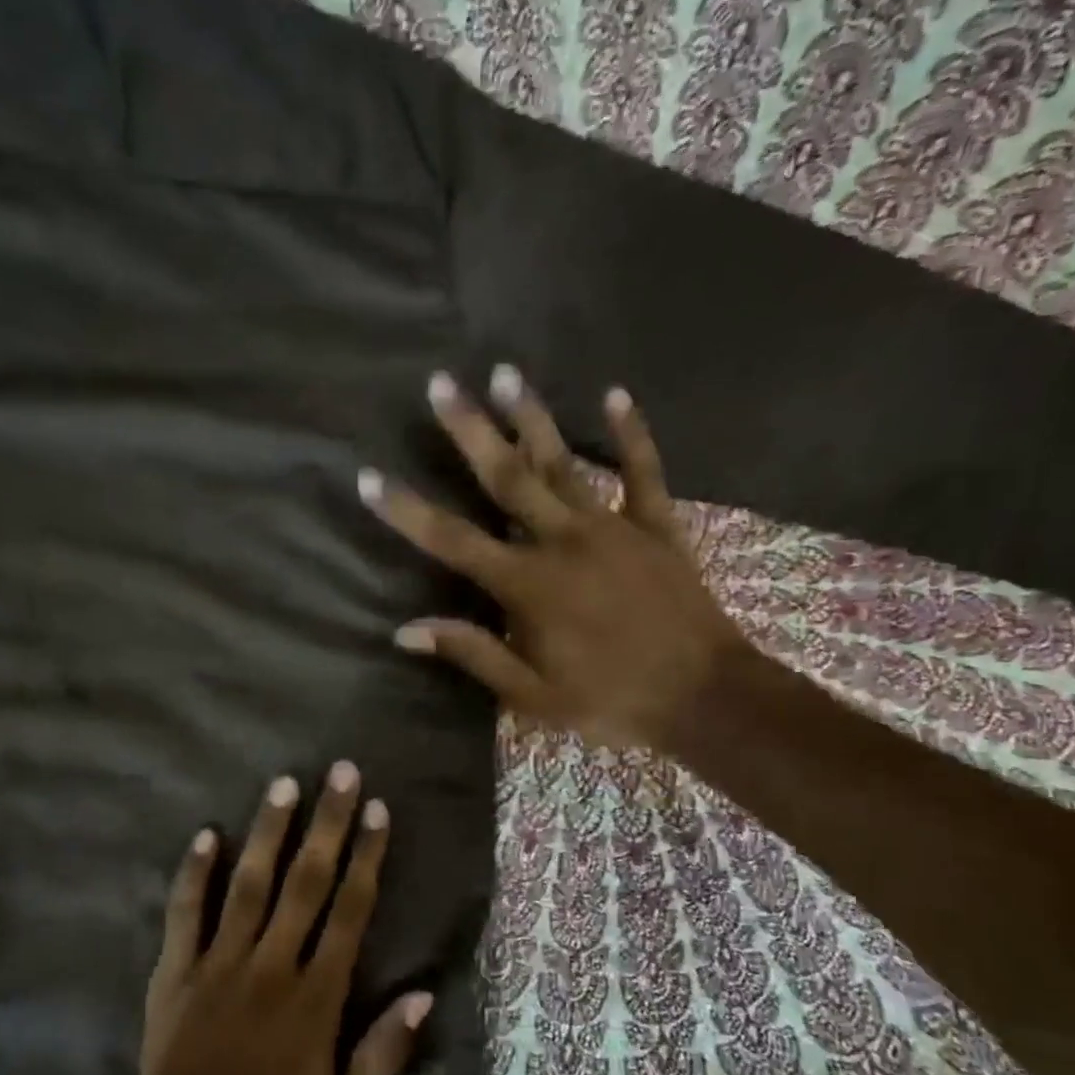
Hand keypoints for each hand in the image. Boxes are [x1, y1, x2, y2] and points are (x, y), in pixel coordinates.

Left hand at [137, 763, 433, 1074]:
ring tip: (284, 784)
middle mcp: (272, 966)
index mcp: (316, 996)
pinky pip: (184, 914)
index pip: (349, 910)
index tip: (376, 810)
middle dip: (327, 823)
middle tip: (340, 771)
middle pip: (306, 881)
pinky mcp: (175, 973)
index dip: (366, 856)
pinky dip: (193, 874)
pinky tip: (205, 833)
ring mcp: (219, 964)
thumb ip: (384, 1055)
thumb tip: (422, 993)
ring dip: (269, 832)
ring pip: (249, 884)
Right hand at [358, 365, 749, 752]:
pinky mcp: (656, 527)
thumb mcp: (531, 696)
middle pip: (506, 478)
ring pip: (564, 463)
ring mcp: (612, 527)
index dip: (406, 511)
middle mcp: (562, 542)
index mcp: (526, 585)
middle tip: (441, 383)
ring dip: (532, 417)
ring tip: (505, 372)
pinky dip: (631, 433)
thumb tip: (404, 631)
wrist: (704, 698)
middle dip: (470, 430)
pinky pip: (643, 471)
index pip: (452, 540)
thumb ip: (471, 653)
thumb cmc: (610, 701)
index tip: (370, 477)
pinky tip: (614, 393)